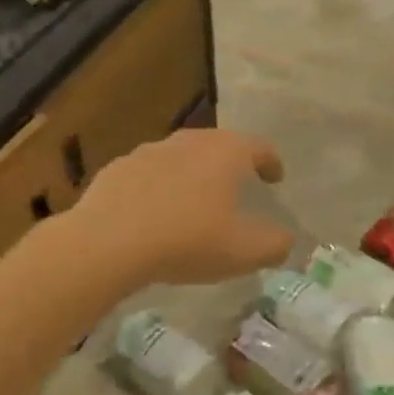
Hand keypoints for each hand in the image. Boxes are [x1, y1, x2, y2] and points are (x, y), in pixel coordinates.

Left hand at [73, 127, 293, 285]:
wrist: (107, 242)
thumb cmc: (186, 240)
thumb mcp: (243, 252)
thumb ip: (274, 245)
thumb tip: (286, 241)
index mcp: (226, 152)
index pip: (260, 147)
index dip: (272, 163)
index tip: (275, 178)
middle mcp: (191, 141)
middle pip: (220, 145)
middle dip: (232, 163)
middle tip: (239, 185)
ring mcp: (151, 151)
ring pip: (182, 156)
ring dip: (193, 173)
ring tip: (195, 201)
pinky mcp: (119, 167)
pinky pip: (149, 173)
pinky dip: (160, 186)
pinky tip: (155, 212)